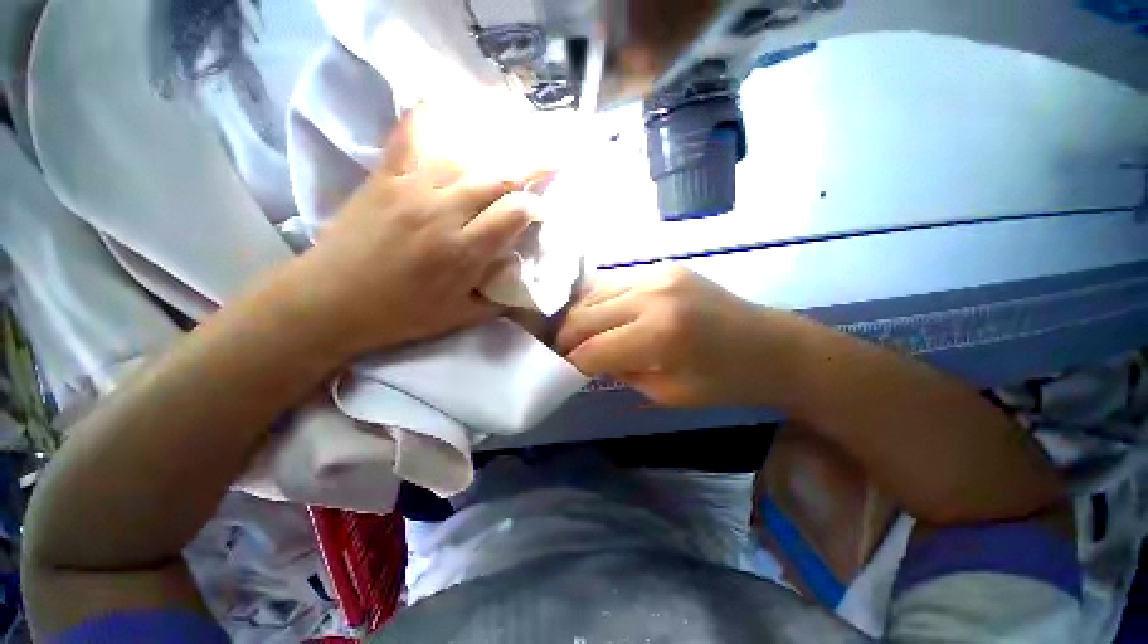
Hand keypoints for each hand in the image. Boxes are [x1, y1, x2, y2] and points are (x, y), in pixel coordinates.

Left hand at [290, 111, 543, 356]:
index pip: (514, 213)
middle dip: (531, 166)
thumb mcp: (460, 317)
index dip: (535, 207)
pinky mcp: (384, 176)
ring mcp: (410, 189)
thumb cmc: (401, 314)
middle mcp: (442, 212)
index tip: (541, 210)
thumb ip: (497, 298)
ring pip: (465, 156)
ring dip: (496, 148)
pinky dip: (432, 116)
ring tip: (515, 140)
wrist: (330, 301)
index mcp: (463, 252)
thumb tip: (520, 273)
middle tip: (550, 159)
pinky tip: (450, 106)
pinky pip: (412, 136)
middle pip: (497, 176)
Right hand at [557, 265, 797, 405]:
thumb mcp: (668, 393)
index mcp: (659, 334)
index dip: (571, 363)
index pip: (593, 349)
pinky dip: (601, 302)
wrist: (772, 346)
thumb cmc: (726, 382)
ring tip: (578, 335)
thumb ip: (622, 372)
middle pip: (584, 315)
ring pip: (594, 294)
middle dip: (566, 338)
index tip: (561, 370)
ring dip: (580, 317)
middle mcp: (653, 295)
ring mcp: (658, 274)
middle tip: (562, 352)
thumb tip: (591, 358)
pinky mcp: (664, 267)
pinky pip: (616, 283)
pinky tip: (603, 316)